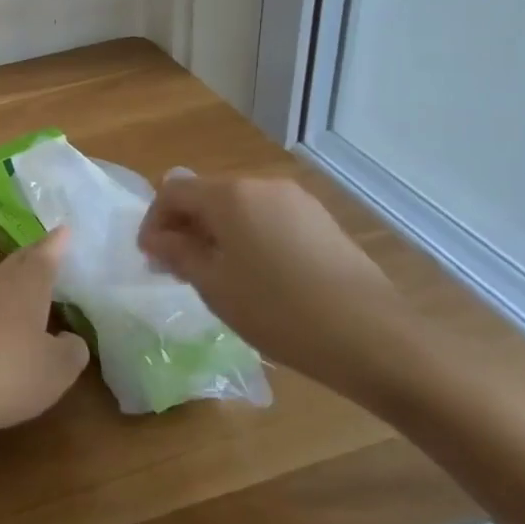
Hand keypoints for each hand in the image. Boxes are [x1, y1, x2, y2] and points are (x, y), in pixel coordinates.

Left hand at [0, 230, 89, 451]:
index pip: (45, 255)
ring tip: (37, 281)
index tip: (66, 228)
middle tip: (53, 248)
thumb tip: (70, 338)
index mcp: (26, 285)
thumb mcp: (57, 368)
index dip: (57, 243)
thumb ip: (72, 349)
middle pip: (19, 261)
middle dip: (37, 253)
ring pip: (2, 280)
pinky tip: (10, 317)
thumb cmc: (8, 372)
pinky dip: (5, 301)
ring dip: (19, 277)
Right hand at [136, 175, 427, 401]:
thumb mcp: (214, 286)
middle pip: (206, 196)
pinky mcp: (321, 221)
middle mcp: (261, 185)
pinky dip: (249, 238)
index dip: (153, 222)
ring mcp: (296, 201)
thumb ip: (177, 253)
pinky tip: (258, 277)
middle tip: (178, 270)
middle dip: (185, 228)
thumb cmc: (278, 310)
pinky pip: (268, 219)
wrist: (374, 338)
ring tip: (217, 276)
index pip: (172, 191)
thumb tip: (157, 238)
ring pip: (238, 208)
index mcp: (229, 195)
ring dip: (217, 234)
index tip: (150, 258)